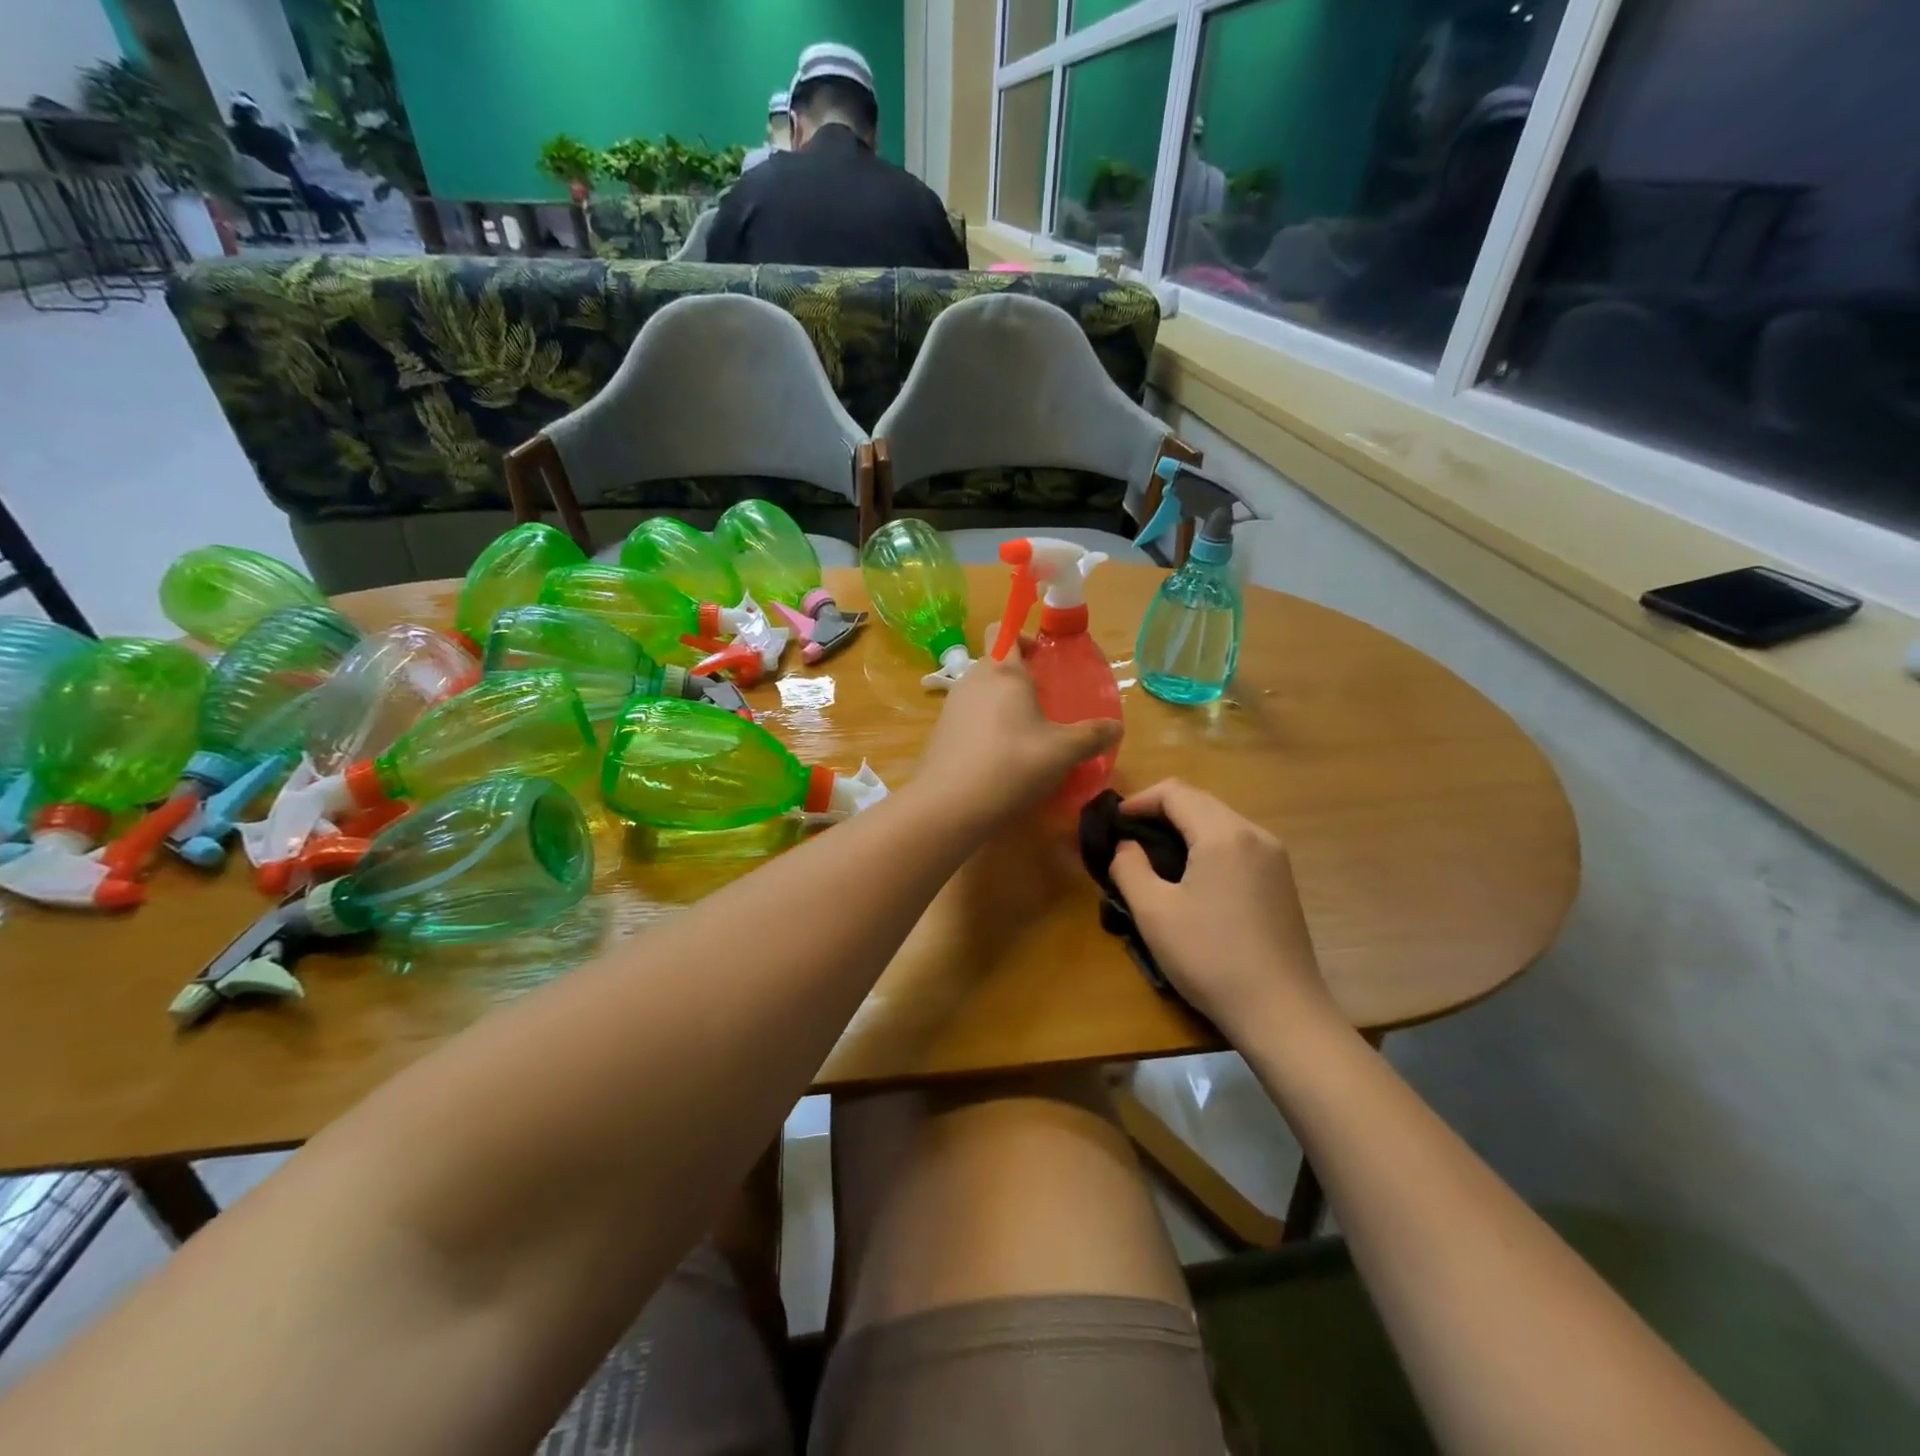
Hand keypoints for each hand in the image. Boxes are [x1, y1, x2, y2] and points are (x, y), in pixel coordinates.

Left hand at [917, 645, 1121, 825]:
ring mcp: (951, 708)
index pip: (1003, 631)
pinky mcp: (940, 735)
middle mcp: (972, 681)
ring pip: (980, 693)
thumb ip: (1092, 736)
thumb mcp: (1063, 752)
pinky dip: (984, 730)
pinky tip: (1000, 760)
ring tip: (1025, 736)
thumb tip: (1116, 728)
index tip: (1042, 658)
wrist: (949, 806)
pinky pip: (967, 720)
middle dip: (1018, 678)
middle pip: (994, 664)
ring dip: (1001, 705)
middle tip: (1043, 705)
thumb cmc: (1012, 765)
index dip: (1022, 636)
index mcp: (1003, 673)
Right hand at [1109, 779, 1336, 1041]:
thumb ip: (1129, 867)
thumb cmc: (1210, 957)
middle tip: (1128, 837)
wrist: (1281, 1011)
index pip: (1175, 792)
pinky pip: (1238, 843)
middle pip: (1200, 801)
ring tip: (1155, 856)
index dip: (1138, 800)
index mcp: (1223, 834)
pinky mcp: (1282, 880)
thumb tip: (1126, 845)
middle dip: (1160, 811)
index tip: (1113, 823)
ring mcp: (1275, 856)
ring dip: (1185, 827)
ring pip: (1221, 821)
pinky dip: (1208, 844)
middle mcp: (1254, 833)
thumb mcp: (1153, 912)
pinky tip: (1193, 876)